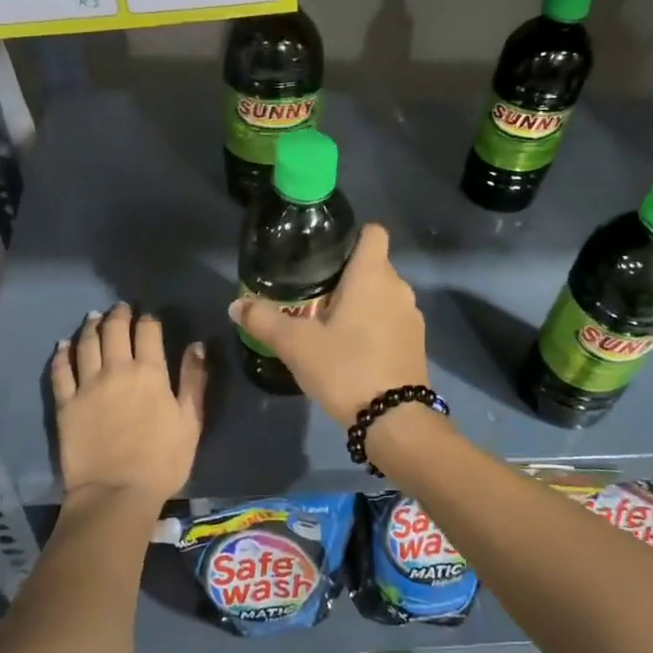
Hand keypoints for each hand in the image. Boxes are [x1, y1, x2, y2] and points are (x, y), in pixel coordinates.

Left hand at [51, 303, 206, 508]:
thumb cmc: (162, 460)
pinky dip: (61, 354)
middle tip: (120, 308)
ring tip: (93, 317)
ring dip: (91, 326)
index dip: (148, 319)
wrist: (116, 493)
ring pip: (86, 344)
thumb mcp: (191, 421)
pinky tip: (63, 345)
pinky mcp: (66, 404)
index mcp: (150, 373)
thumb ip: (194, 380)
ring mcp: (87, 385)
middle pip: (114, 331)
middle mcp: (117, 370)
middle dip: (119, 315)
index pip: (148, 332)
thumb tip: (196, 345)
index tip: (148, 315)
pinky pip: (60, 371)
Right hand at [229, 224, 427, 426]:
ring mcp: (411, 316)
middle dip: (347, 275)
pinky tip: (352, 349)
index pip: (373, 232)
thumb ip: (264, 320)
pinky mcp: (416, 343)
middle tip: (313, 294)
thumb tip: (236, 305)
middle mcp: (399, 287)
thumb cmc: (345, 368)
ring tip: (329, 323)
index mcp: (373, 275)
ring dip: (361, 303)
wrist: (394, 420)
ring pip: (383, 295)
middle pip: (374, 265)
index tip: (325, 254)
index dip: (352, 236)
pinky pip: (391, 320)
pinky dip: (374, 325)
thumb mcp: (296, 345)